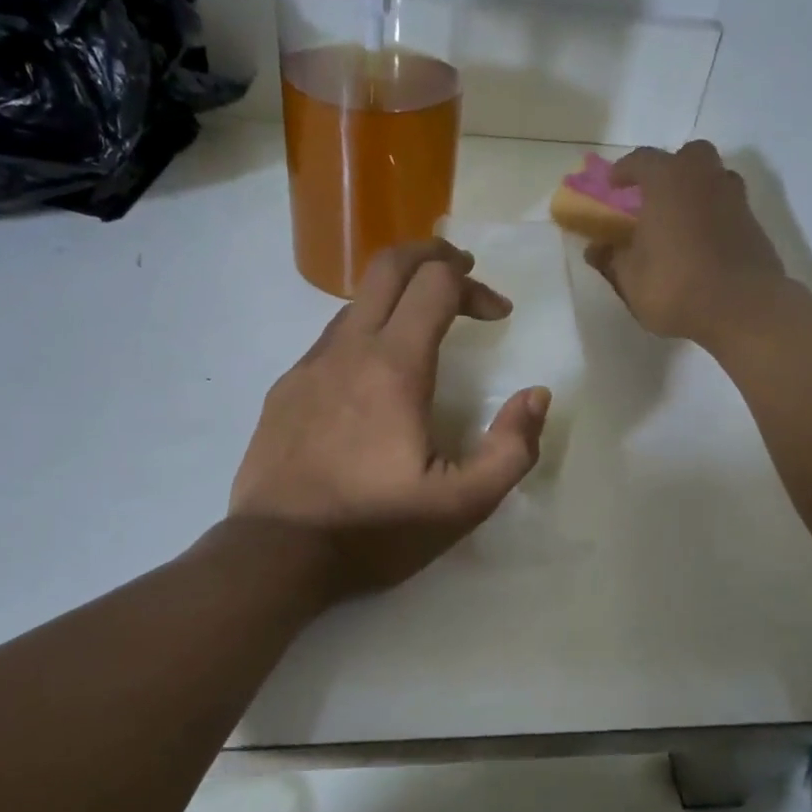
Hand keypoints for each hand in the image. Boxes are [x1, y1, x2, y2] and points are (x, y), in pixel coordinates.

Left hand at [231, 241, 550, 595]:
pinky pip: (330, 342)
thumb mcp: (462, 505)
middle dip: (432, 256)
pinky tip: (373, 381)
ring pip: (355, 304)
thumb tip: (535, 396)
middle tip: (463, 274)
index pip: (436, 283)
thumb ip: (510, 449)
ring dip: (397, 300)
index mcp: (394, 367)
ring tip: (424, 329)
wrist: (276, 554)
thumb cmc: (373, 529)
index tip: (498, 316)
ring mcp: (308, 367)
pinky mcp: (284, 391)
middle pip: (387, 266)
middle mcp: (347, 350)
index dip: (475, 287)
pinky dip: (364, 336)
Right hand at [585, 140, 784, 343]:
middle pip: (688, 156)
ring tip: (680, 217)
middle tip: (655, 194)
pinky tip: (702, 241)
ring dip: (696, 189)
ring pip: (714, 178)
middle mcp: (704, 178)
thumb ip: (612, 259)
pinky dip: (713, 214)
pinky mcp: (753, 223)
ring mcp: (734, 198)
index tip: (613, 183)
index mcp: (667, 181)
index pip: (642, 160)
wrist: (742, 307)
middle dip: (670, 169)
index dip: (624, 170)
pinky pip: (727, 206)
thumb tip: (596, 248)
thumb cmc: (675, 286)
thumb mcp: (630, 279)